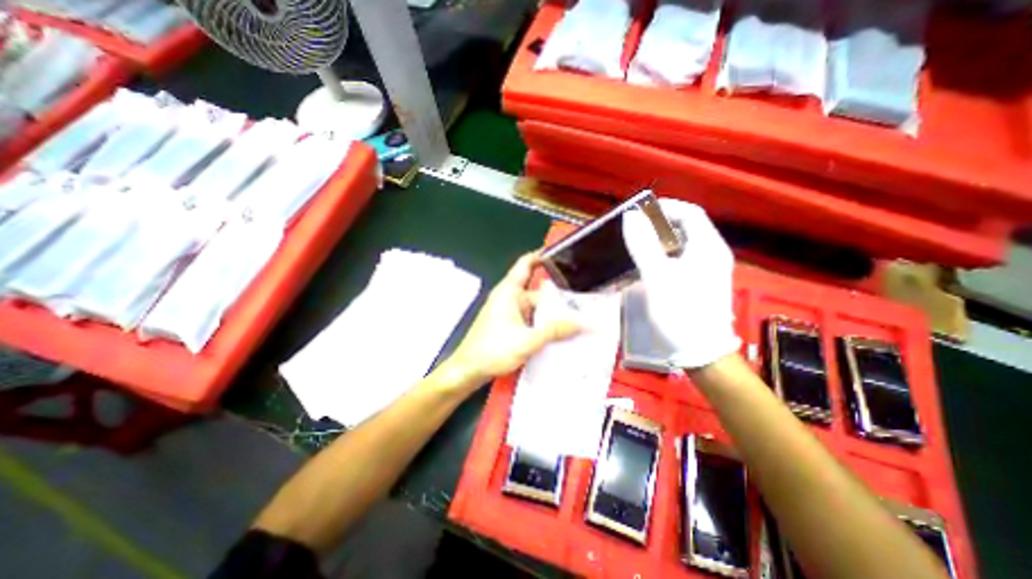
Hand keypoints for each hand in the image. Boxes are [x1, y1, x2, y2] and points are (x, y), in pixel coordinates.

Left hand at [443, 252, 578, 389]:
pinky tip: (557, 334)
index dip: (542, 256)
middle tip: (582, 304)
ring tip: (575, 321)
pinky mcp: (509, 325)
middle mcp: (509, 298)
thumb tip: (581, 323)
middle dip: (558, 298)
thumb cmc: (492, 350)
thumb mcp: (528, 340)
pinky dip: (543, 323)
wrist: (469, 370)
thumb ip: (555, 331)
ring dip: (551, 314)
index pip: (526, 264)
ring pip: (535, 307)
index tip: (562, 256)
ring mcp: (509, 312)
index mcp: (509, 291)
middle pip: (538, 291)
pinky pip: (530, 319)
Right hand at [619, 199, 742, 368]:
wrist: (701, 353)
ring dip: (659, 241)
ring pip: (682, 245)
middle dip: (659, 224)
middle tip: (634, 230)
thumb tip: (631, 217)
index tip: (639, 212)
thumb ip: (644, 245)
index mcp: (708, 247)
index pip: (690, 212)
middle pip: (686, 228)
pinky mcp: (700, 283)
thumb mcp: (658, 277)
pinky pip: (681, 260)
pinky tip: (647, 266)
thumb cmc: (680, 312)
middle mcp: (712, 254)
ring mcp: (708, 270)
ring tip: (636, 246)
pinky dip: (663, 256)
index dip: (665, 207)